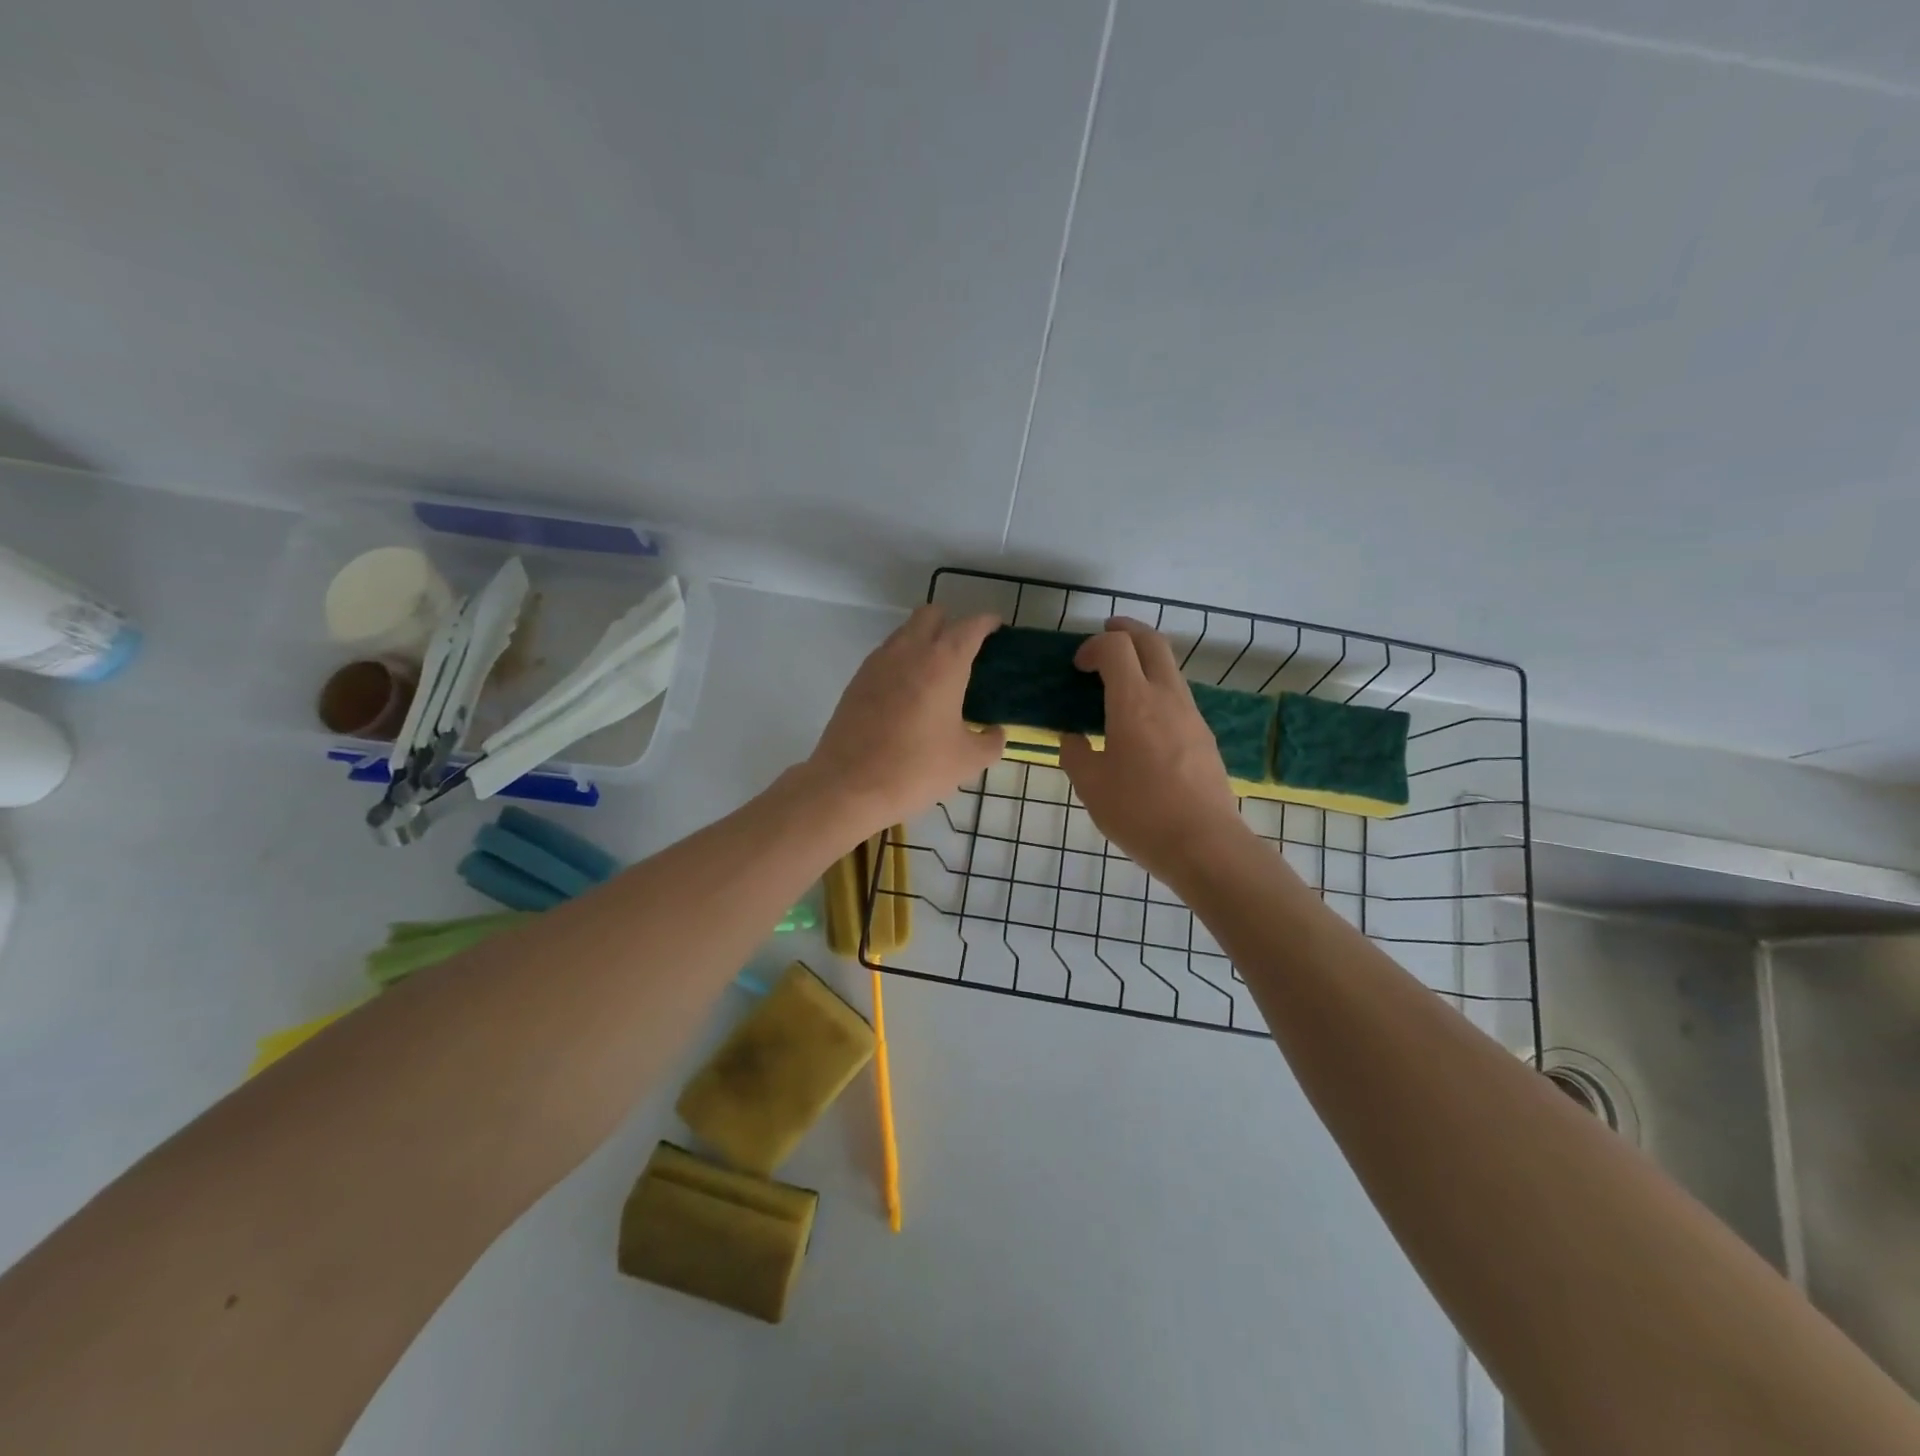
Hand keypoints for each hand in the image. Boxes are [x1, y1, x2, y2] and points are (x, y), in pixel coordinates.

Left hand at [804, 606, 1006, 837]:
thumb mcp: (967, 761)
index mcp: (944, 662)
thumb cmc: (916, 769)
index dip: (987, 623)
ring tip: (936, 674)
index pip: (970, 625)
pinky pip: (885, 655)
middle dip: (951, 624)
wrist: (849, 785)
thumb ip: (990, 741)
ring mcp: (878, 662)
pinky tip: (908, 693)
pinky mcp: (857, 680)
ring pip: (905, 632)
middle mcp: (909, 650)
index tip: (996, 630)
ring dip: (923, 641)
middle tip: (964, 652)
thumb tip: (995, 733)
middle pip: (932, 614)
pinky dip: (901, 661)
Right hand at [1059, 618, 1247, 883]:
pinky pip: (1178, 695)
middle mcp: (1167, 697)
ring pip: (1169, 667)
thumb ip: (1075, 755)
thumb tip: (1072, 738)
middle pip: (1152, 642)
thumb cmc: (1140, 813)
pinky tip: (1142, 719)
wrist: (1204, 844)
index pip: (1115, 647)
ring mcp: (1191, 714)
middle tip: (1106, 635)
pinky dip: (1157, 687)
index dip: (1093, 646)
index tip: (1078, 666)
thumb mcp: (1091, 787)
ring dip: (1144, 660)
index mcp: (1134, 703)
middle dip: (1126, 630)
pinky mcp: (1204, 735)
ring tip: (1120, 680)